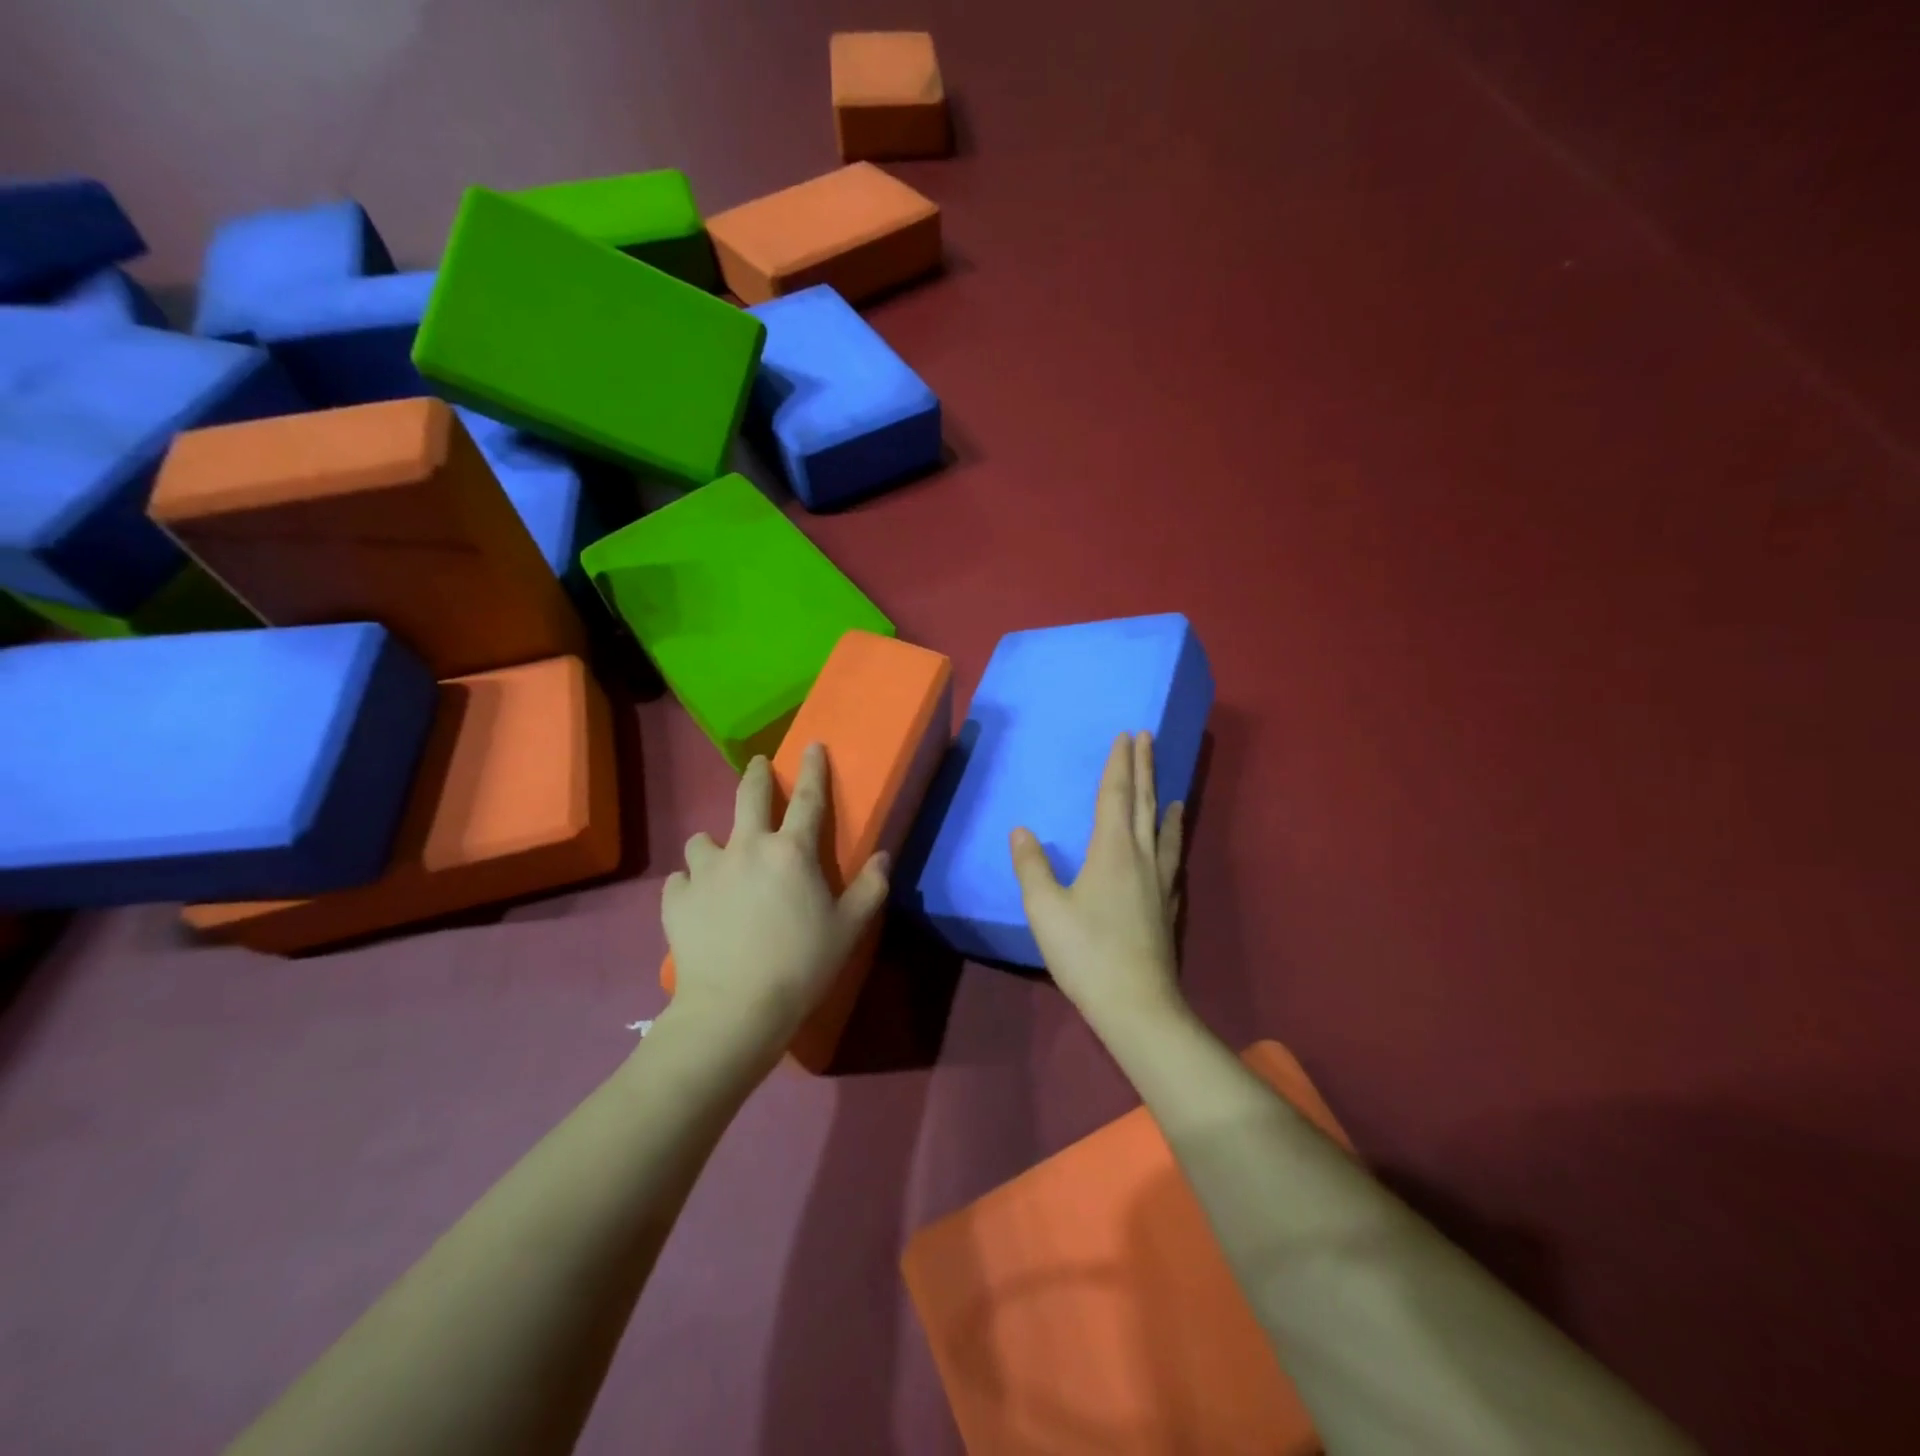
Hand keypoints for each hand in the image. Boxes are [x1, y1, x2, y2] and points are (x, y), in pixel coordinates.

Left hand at [661, 745, 889, 1054]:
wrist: (735, 1008)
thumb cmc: (802, 964)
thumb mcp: (850, 928)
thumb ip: (870, 887)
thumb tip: (883, 856)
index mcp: (792, 851)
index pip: (808, 797)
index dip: (813, 768)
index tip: (813, 745)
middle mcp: (746, 847)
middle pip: (748, 795)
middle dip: (756, 774)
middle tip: (758, 765)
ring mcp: (706, 871)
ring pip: (703, 838)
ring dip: (714, 842)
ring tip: (719, 857)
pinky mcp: (677, 899)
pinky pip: (681, 879)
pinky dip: (690, 883)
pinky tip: (697, 900)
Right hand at [1010, 732, 1187, 1034]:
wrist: (1136, 1004)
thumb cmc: (1085, 951)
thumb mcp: (1045, 908)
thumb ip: (1032, 867)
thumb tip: (1021, 831)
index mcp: (1112, 850)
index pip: (1115, 795)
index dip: (1119, 764)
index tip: (1126, 736)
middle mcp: (1141, 857)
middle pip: (1144, 803)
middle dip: (1145, 769)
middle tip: (1147, 739)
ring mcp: (1159, 883)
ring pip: (1163, 831)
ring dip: (1164, 803)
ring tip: (1172, 790)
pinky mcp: (1167, 907)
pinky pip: (1171, 860)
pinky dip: (1172, 841)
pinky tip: (1171, 847)